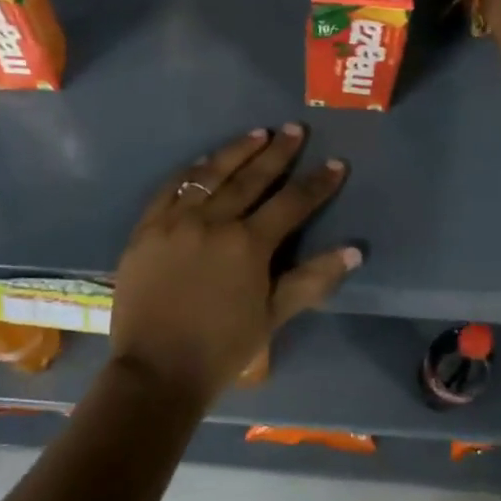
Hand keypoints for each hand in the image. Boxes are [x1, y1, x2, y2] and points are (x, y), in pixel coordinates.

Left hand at [108, 125, 358, 410]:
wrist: (156, 370)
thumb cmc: (221, 349)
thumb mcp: (272, 316)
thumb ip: (312, 279)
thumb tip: (354, 251)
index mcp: (248, 244)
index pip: (291, 203)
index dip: (316, 183)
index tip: (336, 163)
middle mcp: (213, 221)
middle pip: (251, 178)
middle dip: (278, 152)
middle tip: (295, 129)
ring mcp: (176, 221)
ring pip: (210, 174)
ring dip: (236, 151)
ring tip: (258, 133)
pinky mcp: (147, 228)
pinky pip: (170, 188)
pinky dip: (191, 172)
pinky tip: (203, 162)